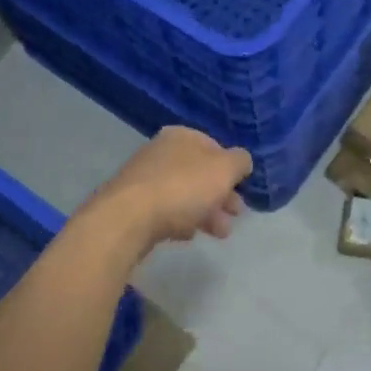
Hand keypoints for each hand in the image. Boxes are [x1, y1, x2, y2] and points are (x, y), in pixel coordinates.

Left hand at [90, 127, 252, 256]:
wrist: (127, 219)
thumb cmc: (183, 187)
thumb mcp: (225, 169)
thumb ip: (240, 161)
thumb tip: (241, 161)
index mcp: (182, 136)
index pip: (215, 147)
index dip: (231, 169)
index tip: (242, 190)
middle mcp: (161, 151)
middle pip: (200, 173)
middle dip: (221, 195)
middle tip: (235, 216)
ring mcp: (144, 178)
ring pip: (184, 194)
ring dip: (206, 212)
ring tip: (219, 234)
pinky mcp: (132, 205)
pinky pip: (165, 211)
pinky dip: (181, 220)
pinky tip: (187, 235)